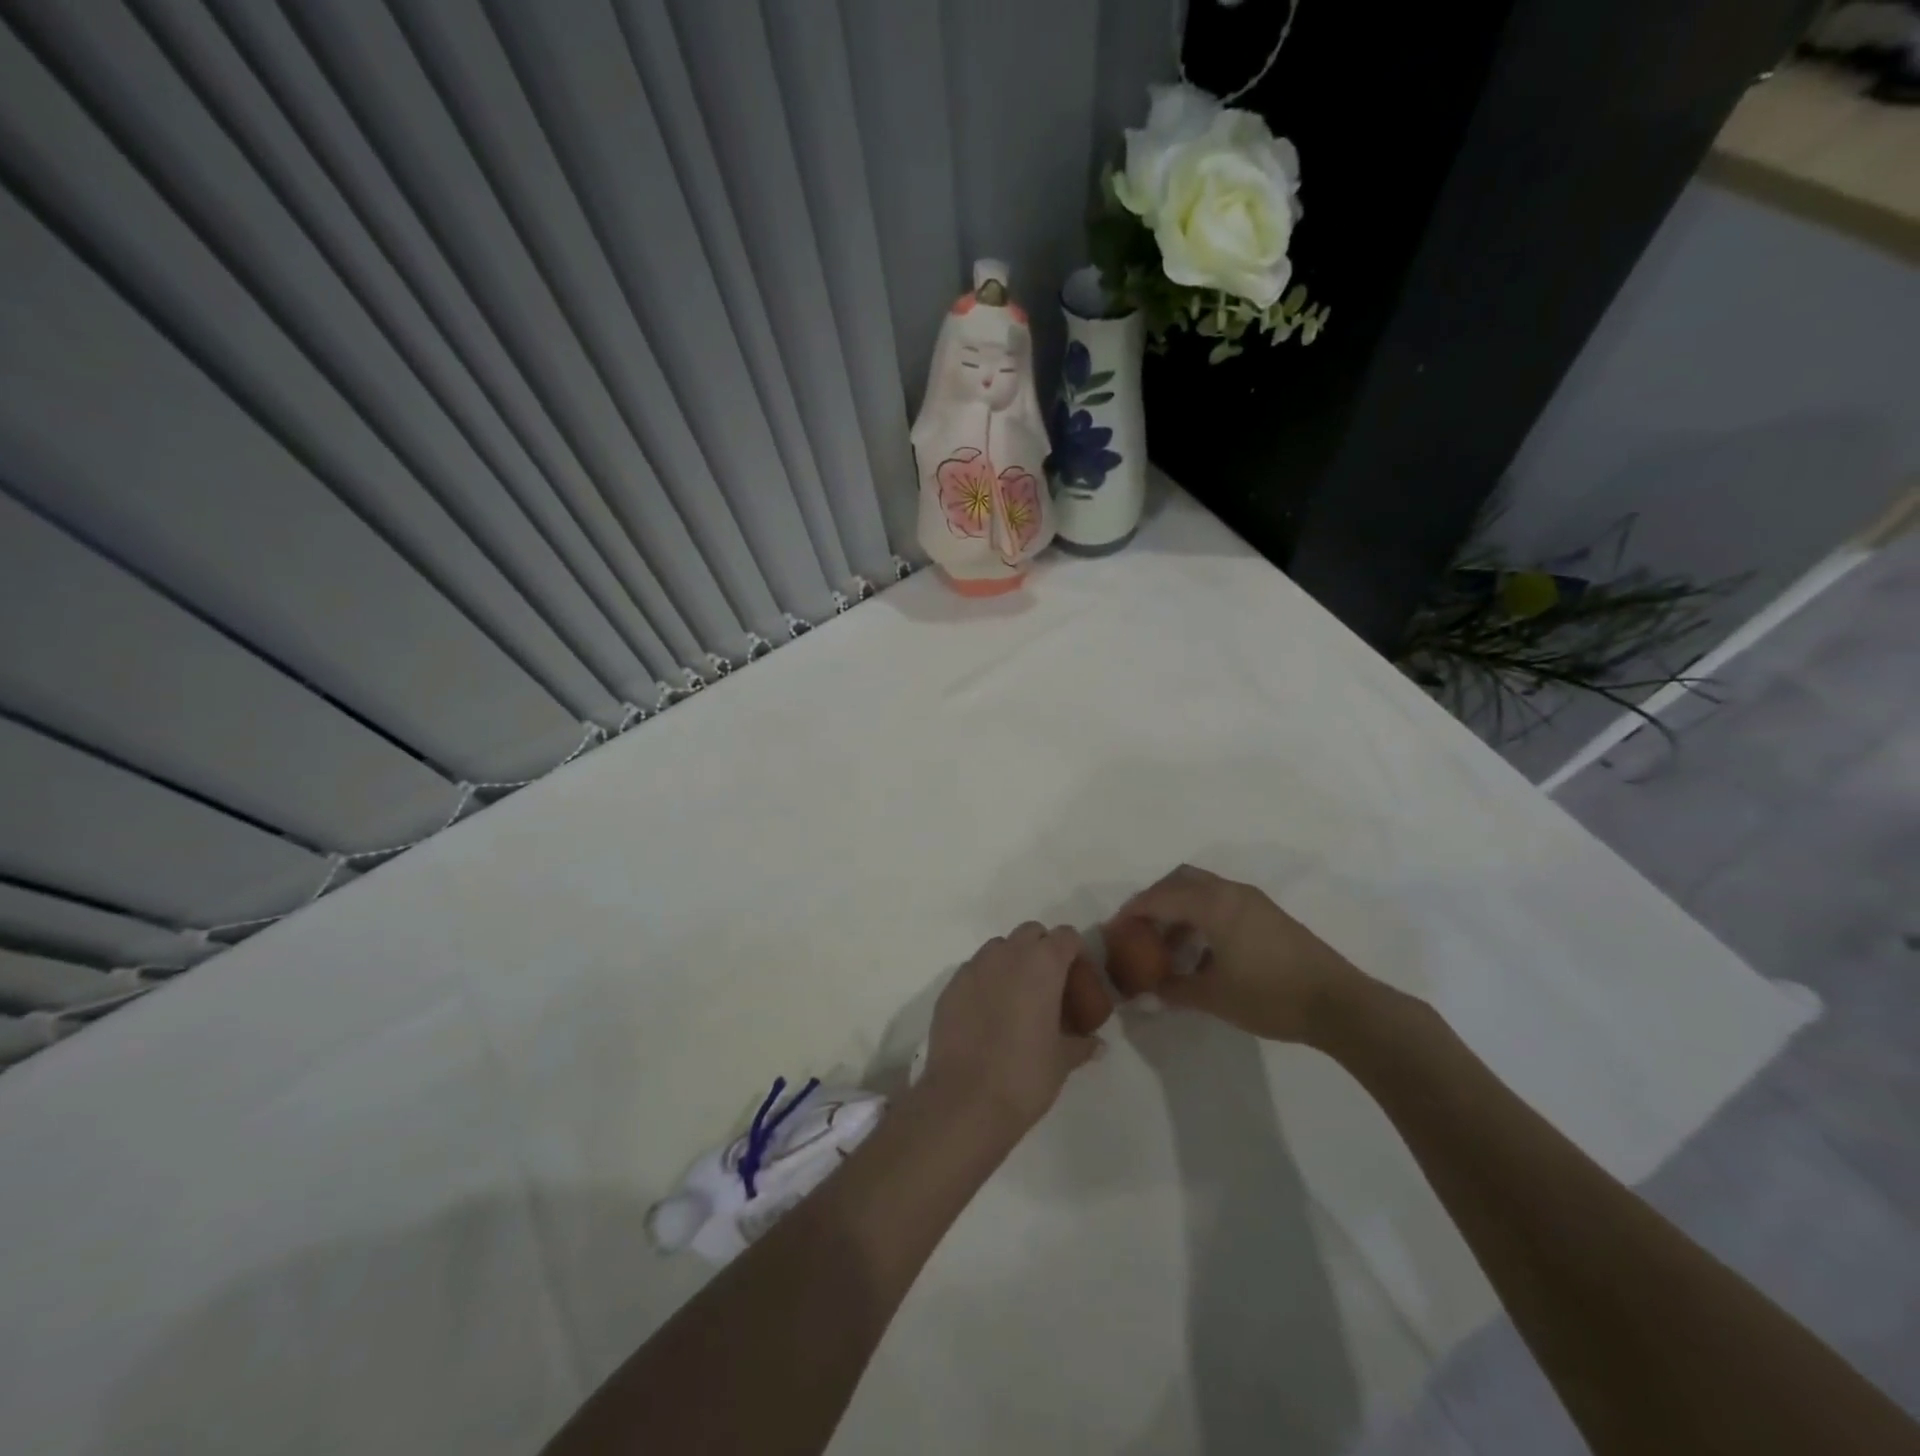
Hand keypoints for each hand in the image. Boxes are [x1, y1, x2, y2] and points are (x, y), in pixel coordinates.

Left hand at [919, 922, 1101, 1140]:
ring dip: (1012, 962)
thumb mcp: (1062, 1061)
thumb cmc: (1024, 1075)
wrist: (965, 1100)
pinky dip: (985, 981)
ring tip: (1017, 999)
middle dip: (1043, 950)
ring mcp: (974, 967)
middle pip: (1031, 933)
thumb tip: (1096, 1044)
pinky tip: (988, 1014)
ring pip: (999, 948)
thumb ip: (1081, 1044)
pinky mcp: (950, 986)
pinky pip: (974, 970)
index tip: (1079, 980)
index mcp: (1042, 964)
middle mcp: (1007, 954)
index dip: (1076, 953)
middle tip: (1050, 987)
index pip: (1066, 936)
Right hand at [1115, 864, 1368, 1043]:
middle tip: (1139, 929)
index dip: (1132, 912)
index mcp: (1213, 904)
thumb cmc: (1270, 996)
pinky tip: (1202, 954)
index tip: (1114, 930)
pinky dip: (1201, 917)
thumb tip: (1147, 992)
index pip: (1159, 897)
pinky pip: (1221, 902)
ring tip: (1167, 946)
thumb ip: (1174, 990)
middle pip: (1180, 880)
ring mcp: (1252, 901)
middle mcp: (1230, 892)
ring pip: (1202, 890)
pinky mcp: (1267, 915)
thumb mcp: (1214, 997)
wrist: (1339, 1004)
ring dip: (1179, 909)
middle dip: (1155, 900)